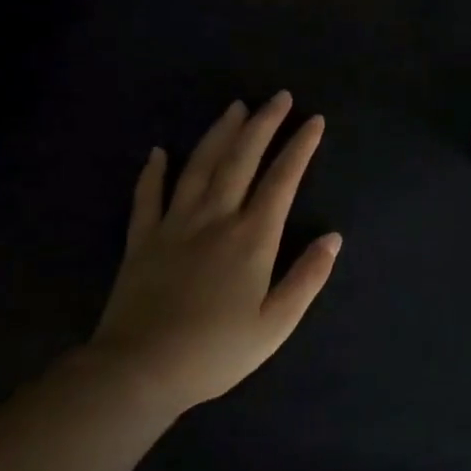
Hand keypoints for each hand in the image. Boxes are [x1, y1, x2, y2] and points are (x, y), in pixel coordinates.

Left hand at [89, 93, 340, 415]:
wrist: (137, 373)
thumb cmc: (215, 351)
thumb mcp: (275, 325)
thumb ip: (307, 278)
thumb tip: (333, 238)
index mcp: (252, 238)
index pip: (282, 179)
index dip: (300, 147)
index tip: (314, 120)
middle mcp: (216, 219)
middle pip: (241, 159)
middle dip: (263, 124)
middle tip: (279, 96)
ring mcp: (174, 226)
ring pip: (199, 167)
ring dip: (219, 133)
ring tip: (235, 107)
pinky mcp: (141, 241)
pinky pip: (147, 197)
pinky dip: (152, 172)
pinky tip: (158, 152)